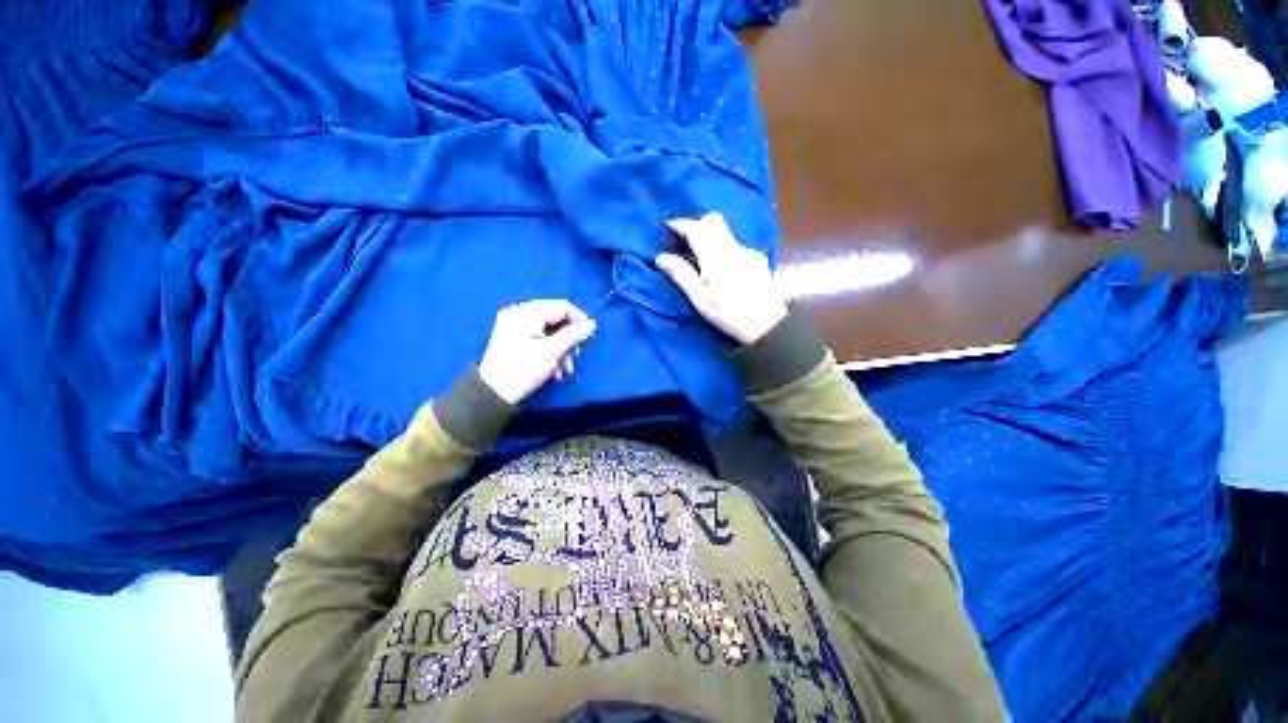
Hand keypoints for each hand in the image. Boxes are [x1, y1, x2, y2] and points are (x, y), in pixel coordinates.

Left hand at [478, 300, 596, 404]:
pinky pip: (541, 339)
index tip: (590, 336)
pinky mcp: (516, 339)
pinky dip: (552, 352)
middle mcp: (520, 314)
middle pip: (556, 319)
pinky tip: (556, 371)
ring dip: (562, 350)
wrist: (493, 395)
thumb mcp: (552, 351)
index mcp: (525, 312)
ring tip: (566, 370)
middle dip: (569, 339)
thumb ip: (574, 335)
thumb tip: (592, 323)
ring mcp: (516, 327)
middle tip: (576, 356)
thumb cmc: (523, 370)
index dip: (579, 319)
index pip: (561, 306)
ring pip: (551, 332)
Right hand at [656, 212, 788, 344]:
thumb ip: (681, 274)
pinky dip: (723, 247)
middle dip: (696, 225)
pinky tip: (722, 267)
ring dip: (710, 235)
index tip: (668, 228)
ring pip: (725, 232)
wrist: (767, 325)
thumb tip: (661, 257)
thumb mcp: (699, 298)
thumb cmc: (728, 313)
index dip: (680, 224)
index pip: (696, 228)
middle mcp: (733, 247)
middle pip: (713, 221)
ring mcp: (748, 251)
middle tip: (683, 240)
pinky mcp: (758, 260)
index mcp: (716, 256)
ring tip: (700, 255)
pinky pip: (735, 244)